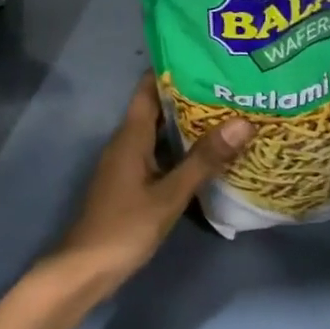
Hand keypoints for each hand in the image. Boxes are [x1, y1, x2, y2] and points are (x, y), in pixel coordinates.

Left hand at [47, 75, 250, 303]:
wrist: (86, 269)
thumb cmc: (125, 227)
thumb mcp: (170, 194)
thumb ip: (204, 160)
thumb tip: (242, 122)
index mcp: (130, 135)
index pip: (149, 88)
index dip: (174, 70)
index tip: (207, 59)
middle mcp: (126, 142)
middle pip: (157, 108)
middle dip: (190, 97)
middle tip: (230, 87)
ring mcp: (127, 163)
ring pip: (160, 133)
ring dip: (188, 125)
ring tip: (228, 115)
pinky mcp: (131, 183)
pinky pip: (159, 154)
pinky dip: (181, 150)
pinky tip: (208, 155)